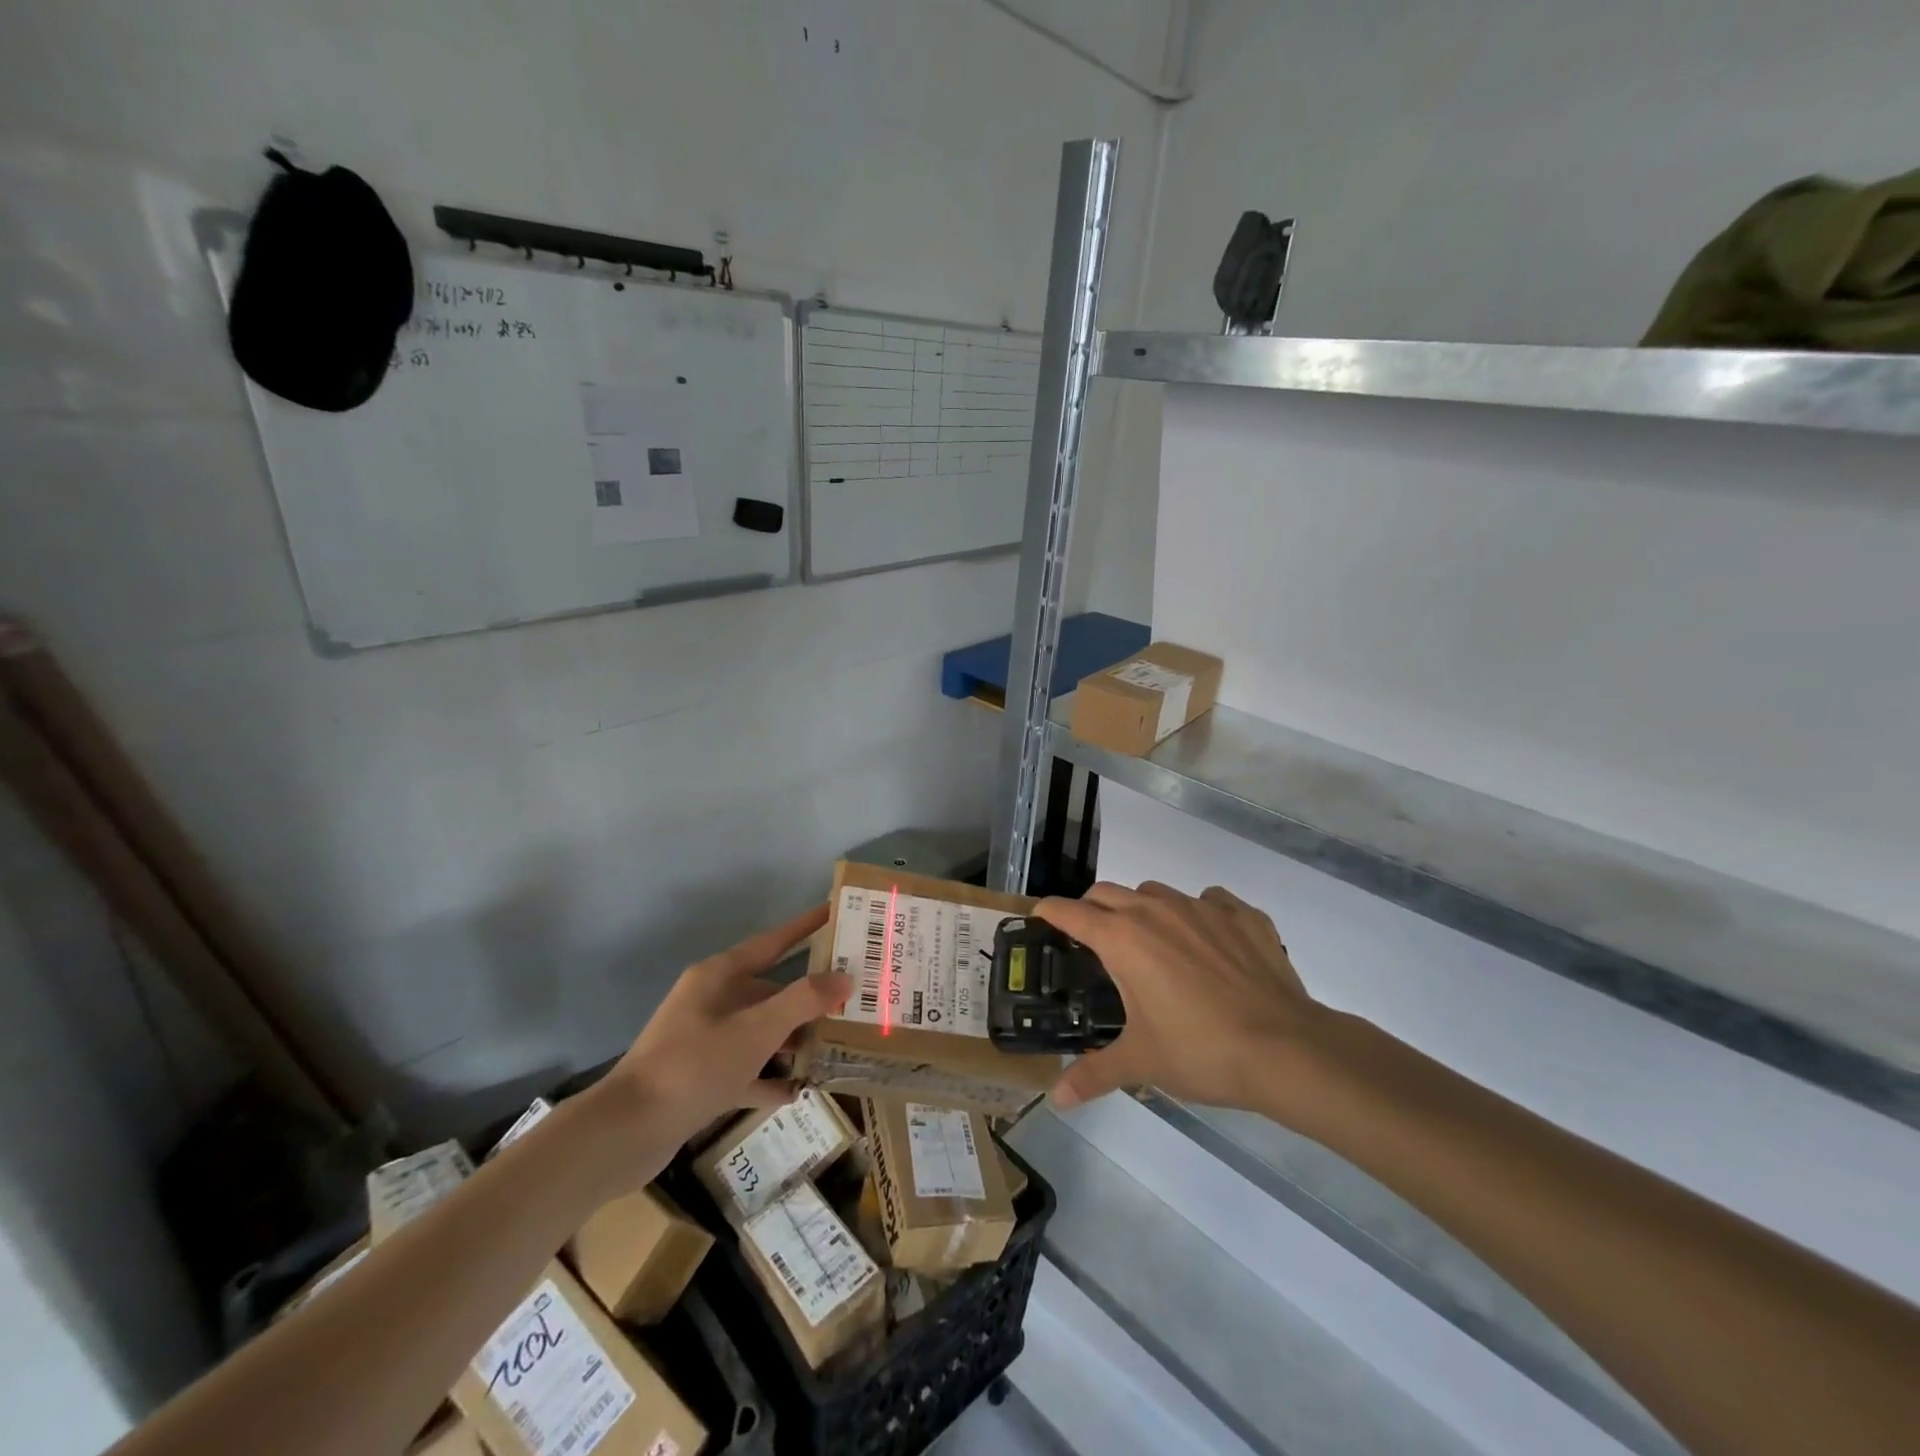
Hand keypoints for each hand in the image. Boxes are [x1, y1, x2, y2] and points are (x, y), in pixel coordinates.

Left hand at [598, 904, 850, 1150]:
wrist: (626, 1132)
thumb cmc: (695, 1066)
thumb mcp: (756, 1030)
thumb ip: (803, 1001)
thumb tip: (844, 977)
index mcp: (719, 977)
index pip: (772, 942)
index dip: (804, 927)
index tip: (834, 913)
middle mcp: (711, 1001)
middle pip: (769, 990)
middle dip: (808, 997)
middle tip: (851, 998)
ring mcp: (703, 1040)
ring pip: (759, 1031)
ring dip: (792, 1040)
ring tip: (834, 1046)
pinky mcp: (698, 1078)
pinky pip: (744, 1070)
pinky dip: (768, 1078)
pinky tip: (798, 1090)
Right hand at [1034, 882, 1331, 1114]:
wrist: (1286, 1049)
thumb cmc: (1201, 1051)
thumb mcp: (1141, 1063)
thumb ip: (1093, 1073)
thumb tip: (1056, 1100)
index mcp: (1122, 938)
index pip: (1070, 912)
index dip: (1049, 913)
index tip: (1041, 919)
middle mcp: (1156, 910)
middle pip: (1107, 892)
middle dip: (1091, 909)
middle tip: (1092, 941)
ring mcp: (1202, 907)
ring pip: (1155, 892)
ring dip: (1142, 909)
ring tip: (1151, 944)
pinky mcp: (1242, 915)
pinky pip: (1209, 900)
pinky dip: (1198, 914)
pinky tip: (1208, 944)